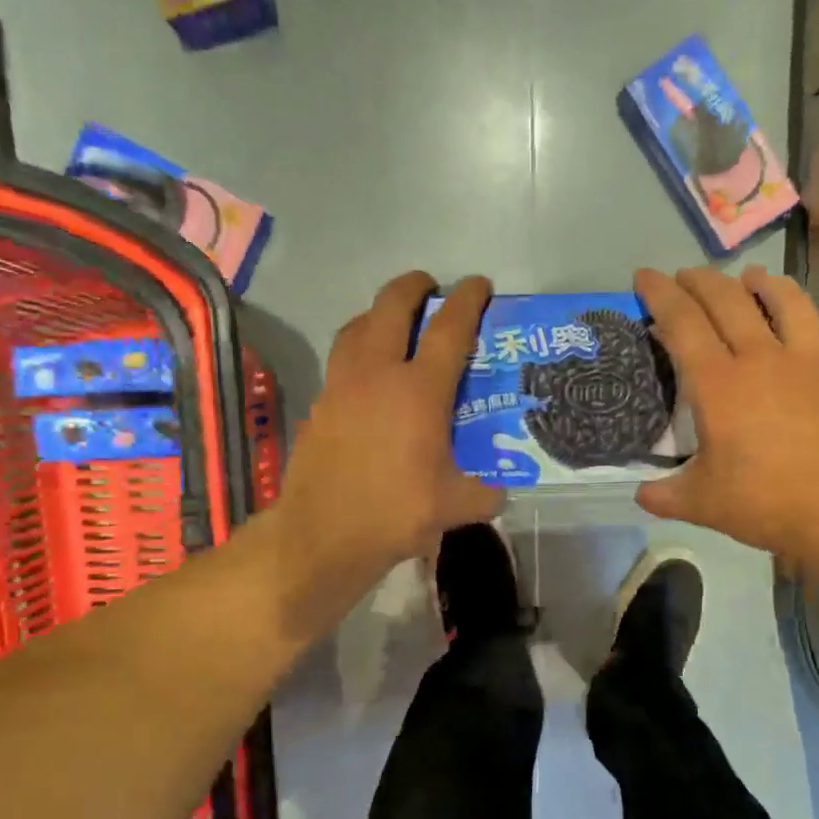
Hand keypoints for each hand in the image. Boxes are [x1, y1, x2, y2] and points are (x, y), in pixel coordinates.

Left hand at [269, 272, 501, 627]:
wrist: (322, 534)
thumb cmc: (394, 513)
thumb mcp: (453, 507)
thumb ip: (484, 494)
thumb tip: (499, 493)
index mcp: (419, 391)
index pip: (450, 328)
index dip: (468, 300)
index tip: (478, 284)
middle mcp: (378, 374)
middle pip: (392, 306)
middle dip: (413, 287)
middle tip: (430, 289)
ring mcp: (342, 385)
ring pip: (357, 326)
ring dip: (378, 314)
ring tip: (393, 324)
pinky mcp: (320, 404)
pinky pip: (340, 359)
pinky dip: (357, 351)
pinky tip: (367, 377)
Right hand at [634, 265, 818, 580]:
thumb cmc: (766, 503)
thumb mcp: (701, 504)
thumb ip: (663, 495)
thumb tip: (641, 493)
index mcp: (717, 384)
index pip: (681, 322)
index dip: (659, 293)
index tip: (644, 275)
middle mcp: (760, 358)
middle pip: (726, 299)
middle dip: (699, 280)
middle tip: (683, 275)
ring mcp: (808, 360)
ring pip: (783, 301)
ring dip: (759, 282)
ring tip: (749, 276)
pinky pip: (817, 338)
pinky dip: (799, 329)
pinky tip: (797, 342)